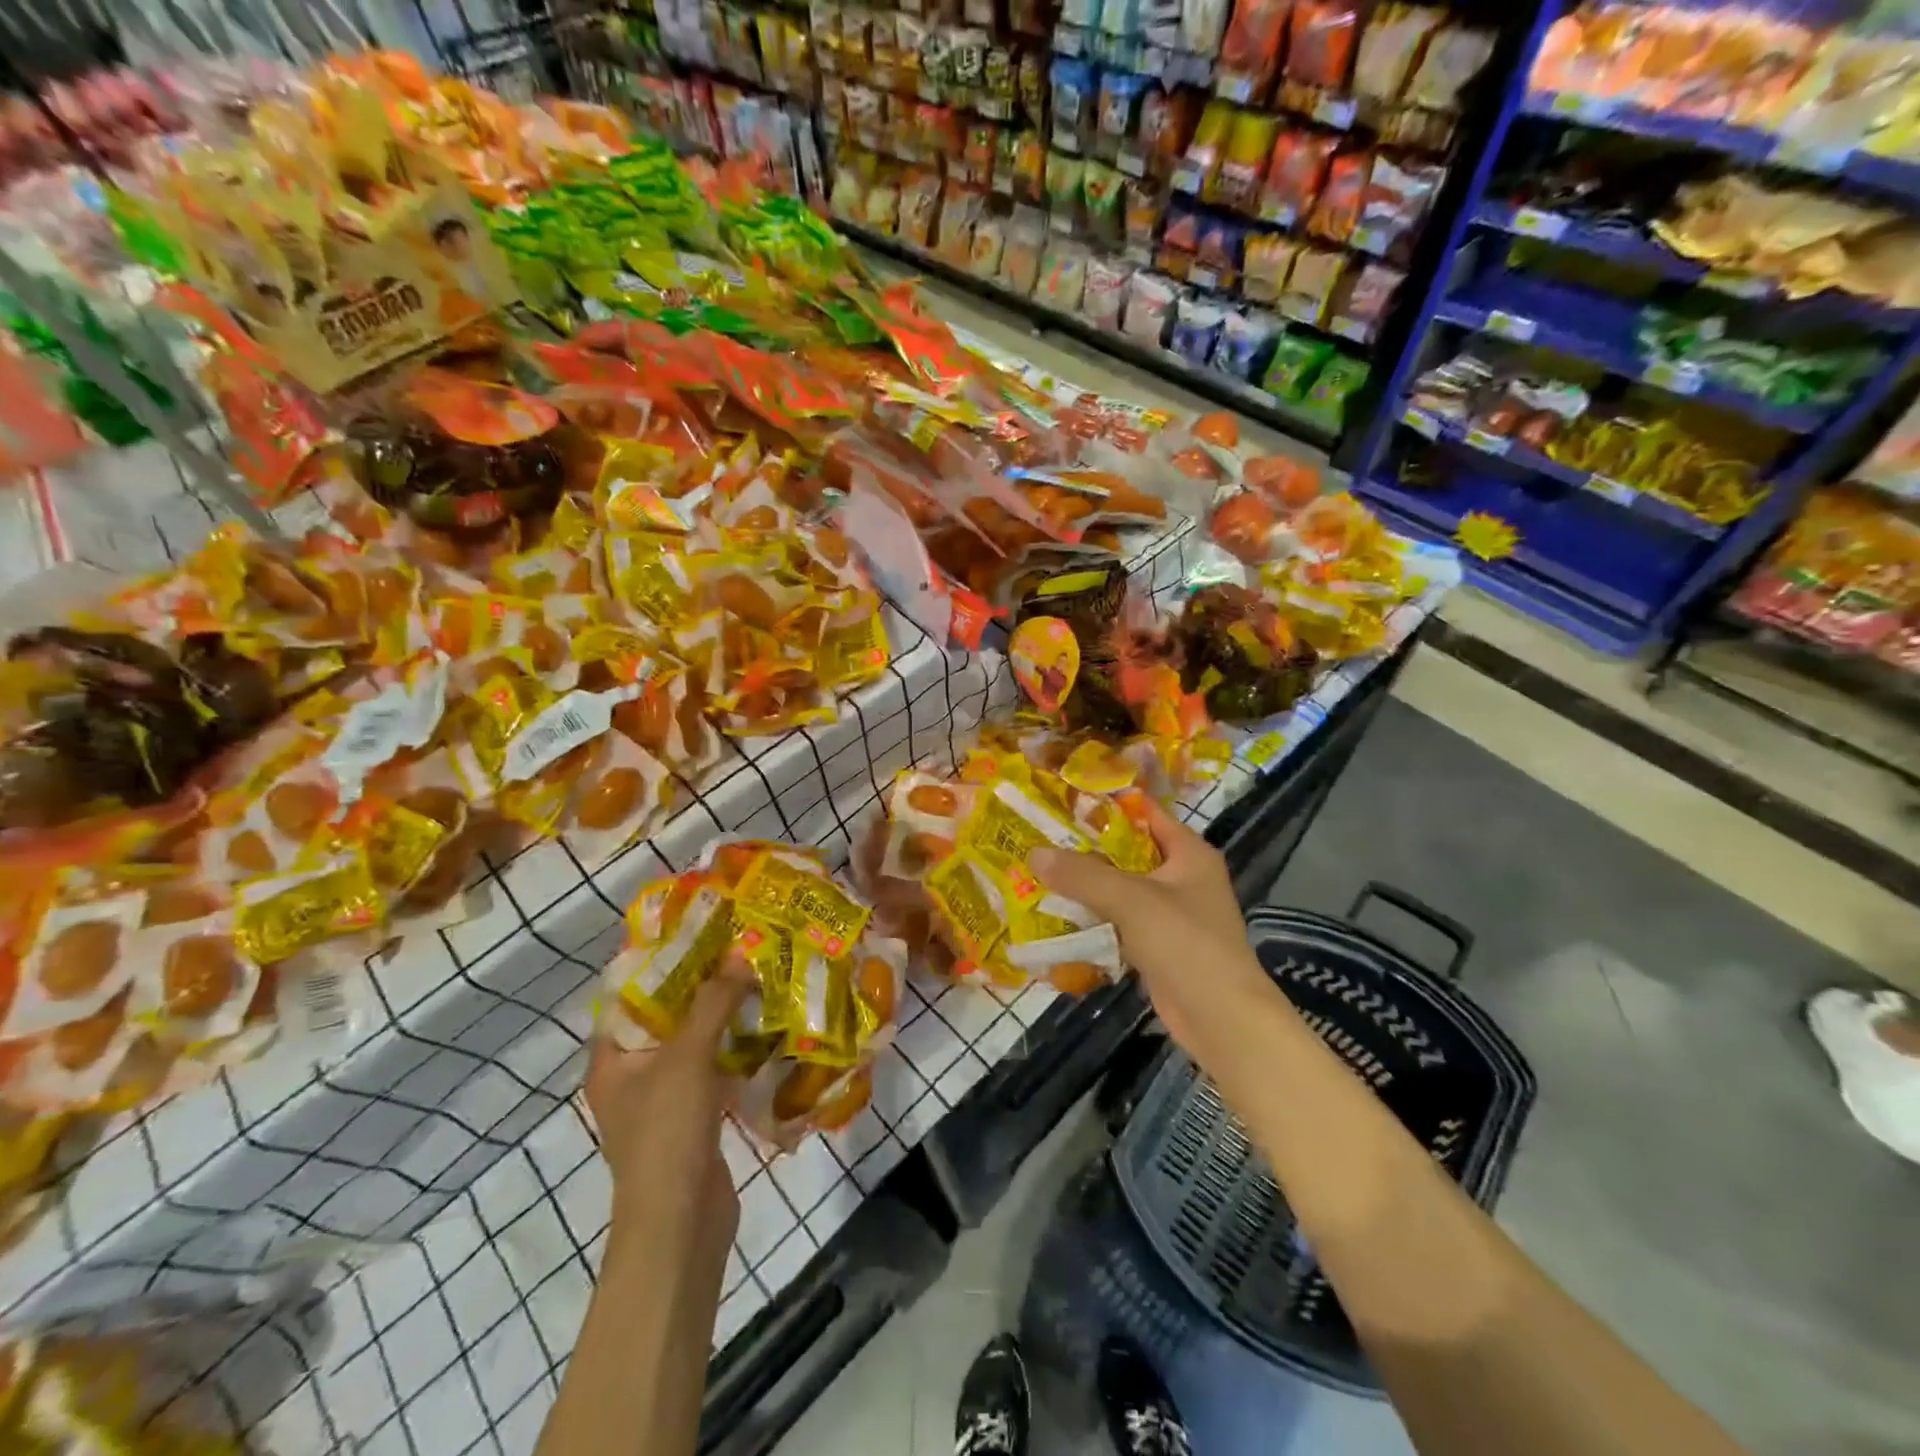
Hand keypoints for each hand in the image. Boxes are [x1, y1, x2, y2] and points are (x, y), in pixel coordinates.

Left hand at [585, 958, 751, 1255]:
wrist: (680, 1225)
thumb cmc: (667, 1133)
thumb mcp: (688, 1057)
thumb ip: (714, 1002)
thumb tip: (740, 952)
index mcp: (611, 1059)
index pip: (629, 995)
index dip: (660, 961)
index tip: (698, 931)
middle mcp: (631, 1075)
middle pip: (667, 1016)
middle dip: (701, 984)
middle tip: (738, 948)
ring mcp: (663, 1098)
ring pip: (694, 1042)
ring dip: (722, 1015)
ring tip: (757, 976)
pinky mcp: (694, 1116)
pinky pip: (713, 1068)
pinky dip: (734, 1047)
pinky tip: (764, 1025)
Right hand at [1032, 797, 1273, 1057]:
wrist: (1222, 1020)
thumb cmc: (1186, 944)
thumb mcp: (1132, 900)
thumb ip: (1083, 875)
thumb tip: (1033, 852)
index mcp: (1189, 853)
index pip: (1146, 813)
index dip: (1108, 803)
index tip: (1063, 797)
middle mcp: (1182, 877)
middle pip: (1129, 850)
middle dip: (1087, 846)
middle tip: (1040, 834)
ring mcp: (1170, 913)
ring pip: (1121, 887)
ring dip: (1086, 883)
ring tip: (1040, 869)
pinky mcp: (1158, 945)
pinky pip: (1119, 920)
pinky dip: (1094, 917)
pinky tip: (1058, 914)